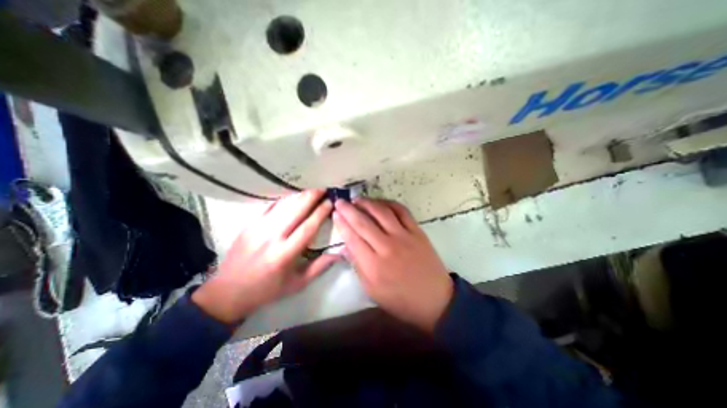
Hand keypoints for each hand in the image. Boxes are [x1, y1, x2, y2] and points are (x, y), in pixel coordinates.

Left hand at [193, 189, 340, 325]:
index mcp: (284, 254)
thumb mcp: (297, 284)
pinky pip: (268, 205)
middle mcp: (271, 238)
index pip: (307, 228)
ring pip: (282, 205)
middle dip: (311, 197)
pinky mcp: (248, 224)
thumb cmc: (267, 290)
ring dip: (298, 195)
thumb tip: (339, 254)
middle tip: (323, 187)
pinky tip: (291, 193)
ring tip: (311, 189)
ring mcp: (257, 228)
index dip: (320, 213)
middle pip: (295, 211)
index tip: (330, 202)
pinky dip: (282, 198)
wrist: (228, 292)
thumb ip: (320, 267)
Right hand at [332, 198, 451, 333]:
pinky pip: (402, 211)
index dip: (342, 223)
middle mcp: (387, 247)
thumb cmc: (400, 299)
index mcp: (373, 265)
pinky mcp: (417, 231)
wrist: (434, 299)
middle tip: (340, 202)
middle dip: (348, 209)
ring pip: (382, 212)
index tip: (335, 213)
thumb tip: (345, 246)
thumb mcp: (372, 290)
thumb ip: (357, 266)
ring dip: (367, 203)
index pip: (352, 238)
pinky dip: (389, 203)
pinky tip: (380, 202)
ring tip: (357, 199)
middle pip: (363, 222)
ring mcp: (404, 236)